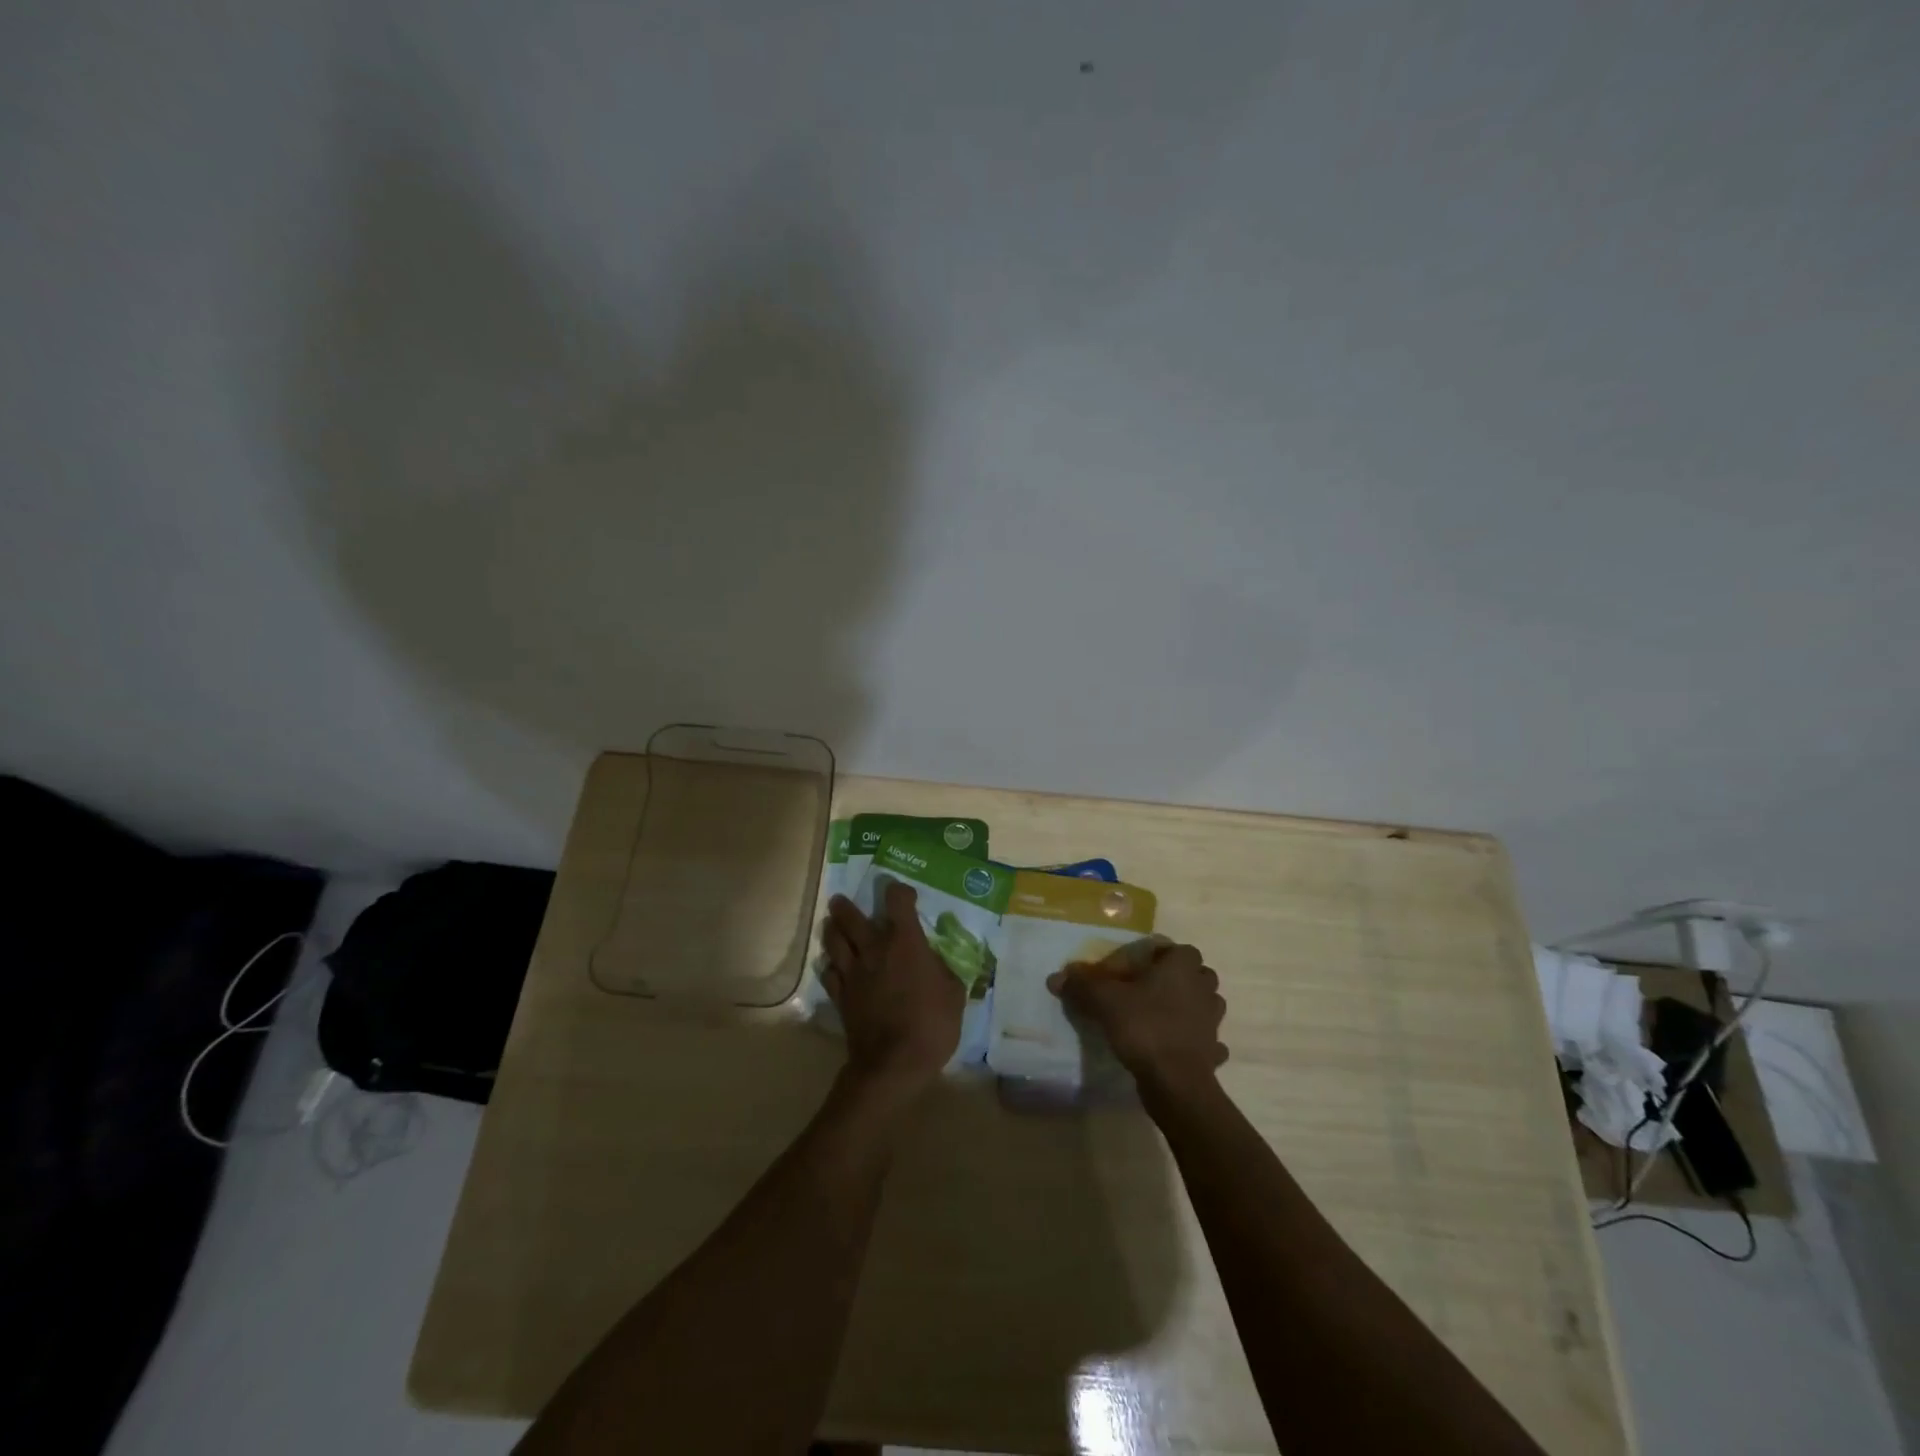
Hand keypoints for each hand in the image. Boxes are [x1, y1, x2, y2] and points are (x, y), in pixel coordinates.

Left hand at [820, 883, 964, 1094]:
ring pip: (834, 940)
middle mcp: (874, 949)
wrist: (894, 1063)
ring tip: (831, 923)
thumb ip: (943, 969)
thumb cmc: (931, 1024)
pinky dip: (830, 965)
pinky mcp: (840, 996)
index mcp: (905, 942)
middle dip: (846, 906)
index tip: (905, 895)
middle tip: (842, 901)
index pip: (897, 900)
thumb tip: (936, 961)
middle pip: (852, 917)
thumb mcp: (954, 993)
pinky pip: (829, 972)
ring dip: (832, 928)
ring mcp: (853, 972)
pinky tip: (833, 965)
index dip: (900, 891)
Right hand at [1048, 942, 1227, 1103]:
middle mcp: (1204, 989)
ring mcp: (1213, 1022)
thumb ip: (1081, 985)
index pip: (1177, 949)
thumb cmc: (1144, 1027)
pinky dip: (1196, 1041)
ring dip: (1190, 1007)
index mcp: (1182, 967)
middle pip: (1196, 974)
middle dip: (1178, 979)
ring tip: (1162, 1015)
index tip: (1134, 969)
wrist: (1175, 1083)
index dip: (1157, 956)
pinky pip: (1208, 1040)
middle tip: (1149, 989)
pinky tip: (1177, 1046)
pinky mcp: (1213, 1052)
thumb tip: (1055, 977)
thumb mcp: (1104, 1001)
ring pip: (1207, 1004)